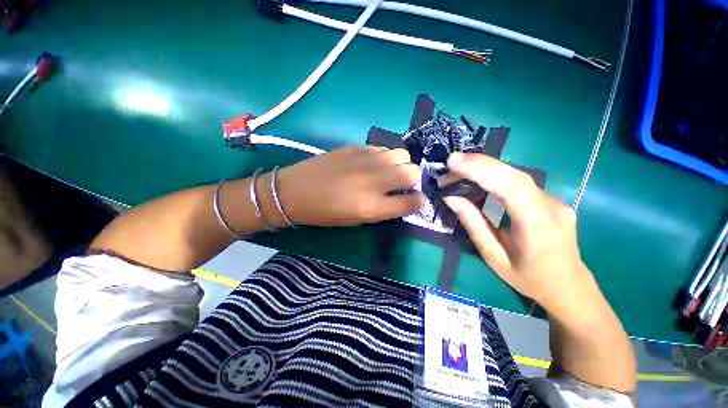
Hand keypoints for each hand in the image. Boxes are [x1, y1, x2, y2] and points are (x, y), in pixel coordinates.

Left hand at [275, 146, 424, 226]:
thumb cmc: (325, 213)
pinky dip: (385, 156)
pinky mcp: (356, 147)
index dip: (418, 201)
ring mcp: (366, 160)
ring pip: (401, 154)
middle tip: (401, 184)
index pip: (412, 202)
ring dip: (400, 164)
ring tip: (387, 171)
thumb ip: (383, 209)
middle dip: (413, 179)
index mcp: (372, 207)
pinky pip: (383, 148)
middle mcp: (374, 181)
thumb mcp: (357, 219)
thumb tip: (403, 198)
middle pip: (412, 172)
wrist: (295, 190)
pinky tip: (373, 163)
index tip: (415, 200)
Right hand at [440, 153, 598, 311]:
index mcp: (539, 228)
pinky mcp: (549, 198)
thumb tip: (452, 197)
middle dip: (478, 165)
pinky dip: (493, 177)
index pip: (512, 187)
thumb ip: (473, 224)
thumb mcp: (493, 257)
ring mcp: (554, 200)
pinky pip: (518, 182)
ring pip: (515, 175)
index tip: (453, 162)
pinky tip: (476, 179)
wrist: (569, 286)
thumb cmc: (529, 278)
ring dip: (483, 170)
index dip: (482, 170)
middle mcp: (552, 207)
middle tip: (449, 166)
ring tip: (456, 173)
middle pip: (514, 175)